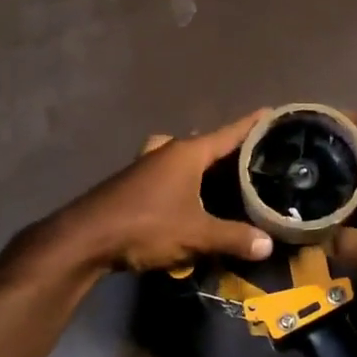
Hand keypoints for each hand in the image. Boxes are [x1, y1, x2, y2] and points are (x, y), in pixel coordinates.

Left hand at [52, 110, 274, 271]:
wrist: (85, 238)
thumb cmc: (146, 225)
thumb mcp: (196, 234)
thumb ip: (233, 238)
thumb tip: (267, 245)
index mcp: (186, 153)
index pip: (228, 133)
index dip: (251, 124)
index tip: (271, 112)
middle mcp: (166, 151)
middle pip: (204, 143)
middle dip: (226, 147)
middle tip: (251, 156)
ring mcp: (145, 165)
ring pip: (181, 156)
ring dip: (200, 163)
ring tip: (221, 177)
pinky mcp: (132, 183)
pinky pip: (166, 172)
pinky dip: (182, 179)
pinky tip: (188, 199)